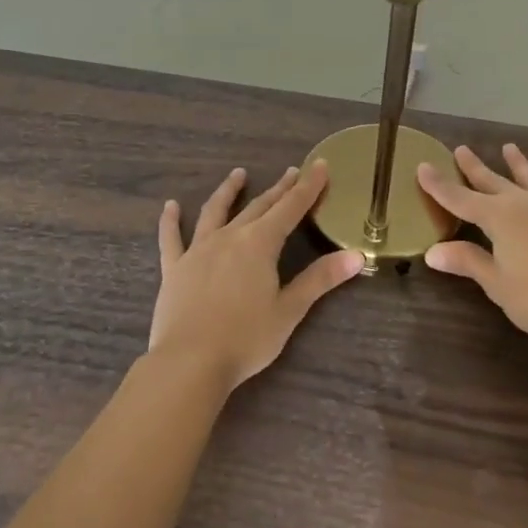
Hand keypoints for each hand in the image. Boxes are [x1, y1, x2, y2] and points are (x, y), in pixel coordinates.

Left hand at [149, 164, 363, 392]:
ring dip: (228, 191)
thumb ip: (321, 279)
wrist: (189, 362)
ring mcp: (198, 250)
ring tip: (238, 174)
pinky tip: (171, 206)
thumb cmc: (246, 338)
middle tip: (292, 172)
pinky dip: (170, 220)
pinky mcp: (174, 268)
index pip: (291, 208)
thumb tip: (357, 256)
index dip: (308, 186)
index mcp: (260, 244)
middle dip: (278, 189)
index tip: (319, 165)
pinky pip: (172, 238)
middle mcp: (230, 237)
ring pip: (215, 212)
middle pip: (259, 207)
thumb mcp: (289, 310)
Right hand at [416, 144, 527, 345]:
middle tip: (461, 149)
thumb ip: (468, 262)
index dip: (439, 186)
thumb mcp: (496, 283)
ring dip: (518, 165)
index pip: (461, 199)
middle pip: (493, 183)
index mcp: (499, 218)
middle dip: (474, 168)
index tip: (422, 166)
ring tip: (509, 147)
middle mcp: (524, 206)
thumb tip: (432, 251)